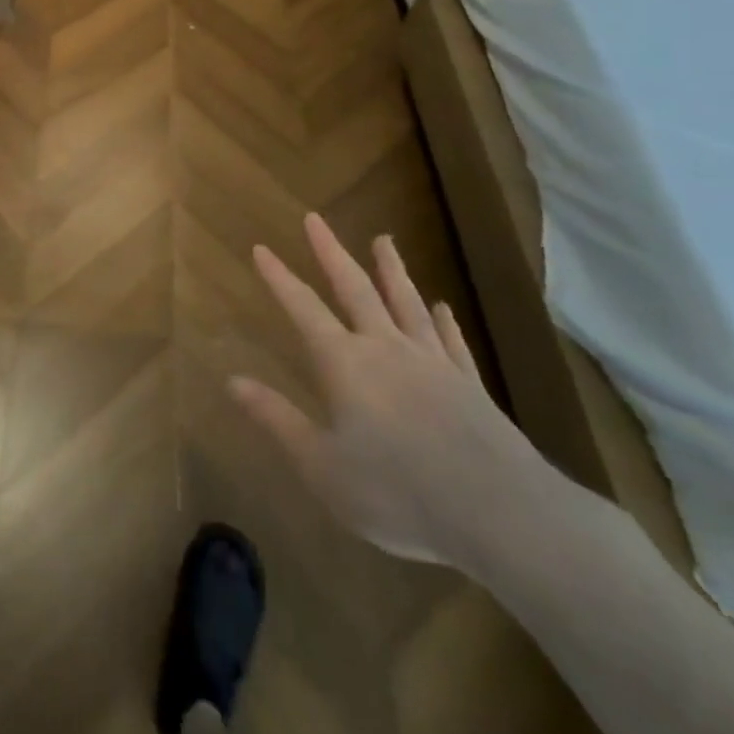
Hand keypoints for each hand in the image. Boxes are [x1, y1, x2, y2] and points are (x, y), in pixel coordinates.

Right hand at [231, 214, 550, 567]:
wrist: (501, 515)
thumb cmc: (398, 493)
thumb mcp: (322, 467)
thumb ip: (277, 419)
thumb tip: (231, 380)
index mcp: (345, 364)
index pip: (303, 308)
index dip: (279, 278)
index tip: (261, 248)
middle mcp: (386, 348)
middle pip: (355, 288)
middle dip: (331, 252)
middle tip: (315, 218)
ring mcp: (432, 362)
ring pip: (406, 302)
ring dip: (391, 270)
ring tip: (383, 239)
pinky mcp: (470, 385)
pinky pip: (450, 341)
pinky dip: (442, 320)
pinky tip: (441, 306)